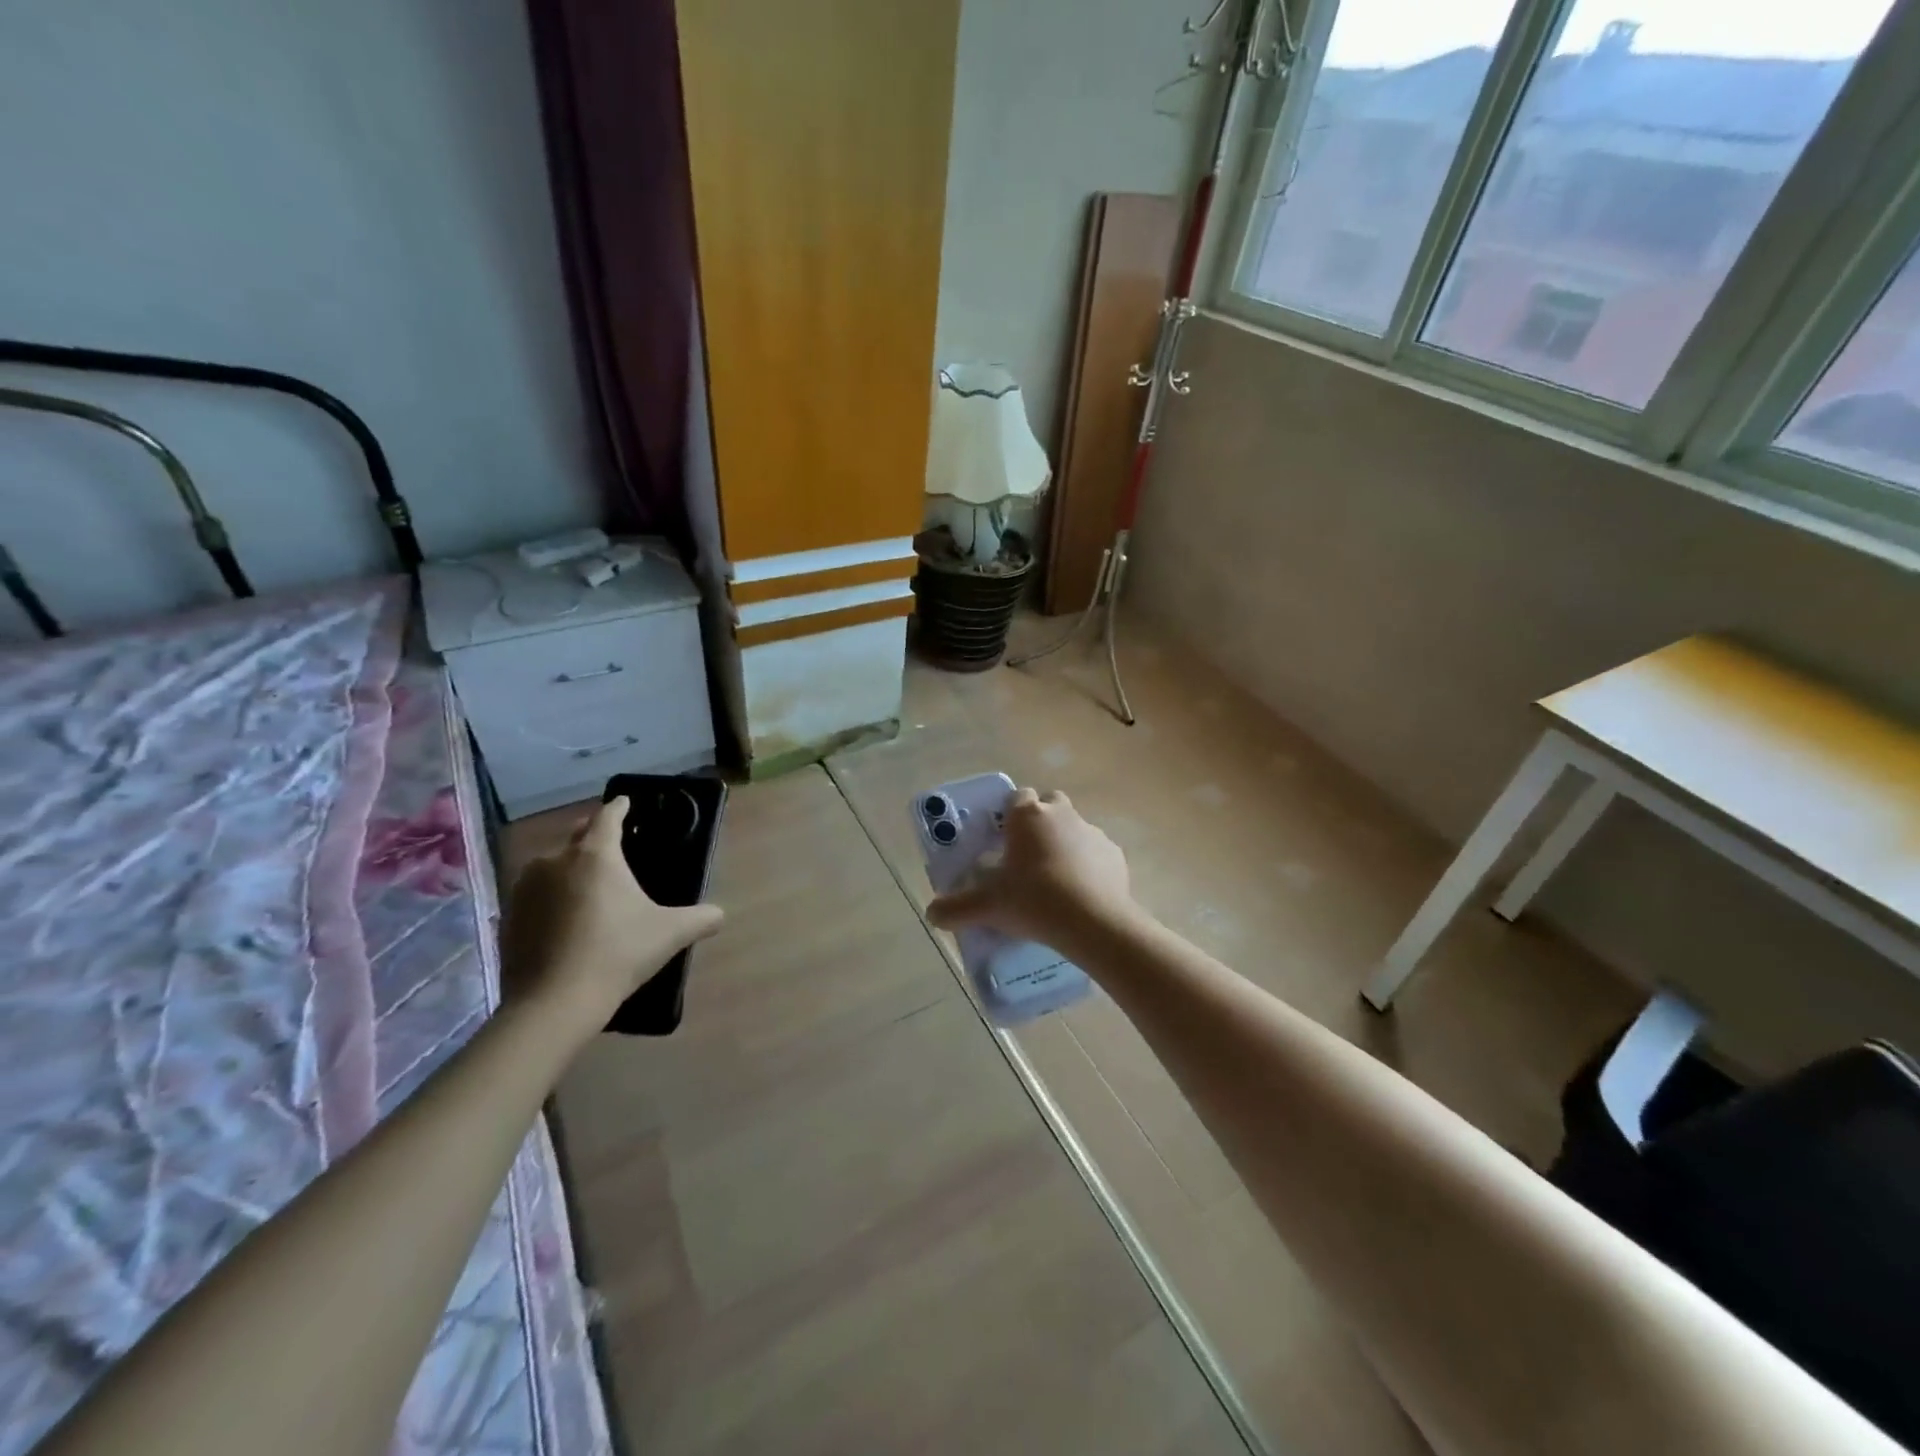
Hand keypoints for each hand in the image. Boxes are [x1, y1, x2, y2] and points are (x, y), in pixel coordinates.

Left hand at [501, 797, 723, 1040]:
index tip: (626, 803)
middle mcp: (555, 860)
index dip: (620, 807)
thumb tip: (720, 915)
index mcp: (595, 854)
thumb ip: (701, 918)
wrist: (553, 1004)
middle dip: (593, 834)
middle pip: (576, 835)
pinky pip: (535, 894)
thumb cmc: (617, 954)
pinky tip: (564, 918)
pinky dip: (551, 896)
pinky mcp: (507, 916)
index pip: (608, 816)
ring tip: (588, 884)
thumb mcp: (671, 934)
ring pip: (552, 864)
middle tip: (613, 845)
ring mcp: (525, 888)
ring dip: (569, 867)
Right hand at [925, 788, 1139, 955]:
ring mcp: (1093, 832)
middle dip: (1039, 822)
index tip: (1002, 840)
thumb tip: (931, 915)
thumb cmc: (1034, 901)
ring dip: (1064, 844)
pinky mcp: (1115, 854)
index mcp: (1028, 815)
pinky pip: (1096, 853)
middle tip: (1027, 856)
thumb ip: (955, 908)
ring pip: (1074, 828)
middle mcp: (1062, 814)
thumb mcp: (987, 907)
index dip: (1008, 815)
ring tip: (1053, 880)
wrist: (1094, 923)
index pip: (1016, 797)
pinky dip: (1088, 866)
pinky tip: (1080, 894)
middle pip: (1049, 804)